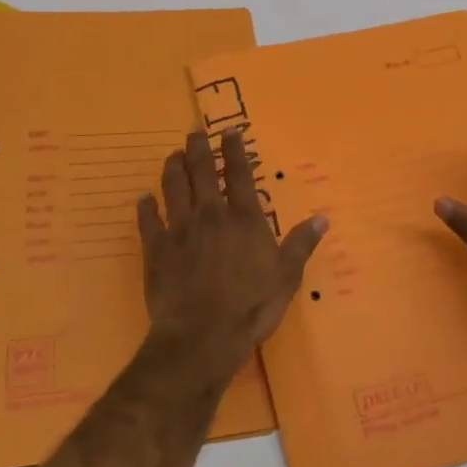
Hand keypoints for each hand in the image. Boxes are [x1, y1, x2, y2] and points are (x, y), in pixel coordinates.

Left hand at [137, 129, 327, 382]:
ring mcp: (179, 230)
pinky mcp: (156, 250)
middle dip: (198, 148)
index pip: (239, 173)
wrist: (202, 335)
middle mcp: (210, 214)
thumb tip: (322, 218)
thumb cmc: (251, 306)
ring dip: (173, 168)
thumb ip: (301, 244)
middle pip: (201, 171)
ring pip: (173, 188)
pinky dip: (146, 207)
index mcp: (243, 218)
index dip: (234, 150)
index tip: (229, 131)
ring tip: (173, 156)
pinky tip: (144, 198)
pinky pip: (148, 221)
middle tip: (194, 133)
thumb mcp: (287, 277)